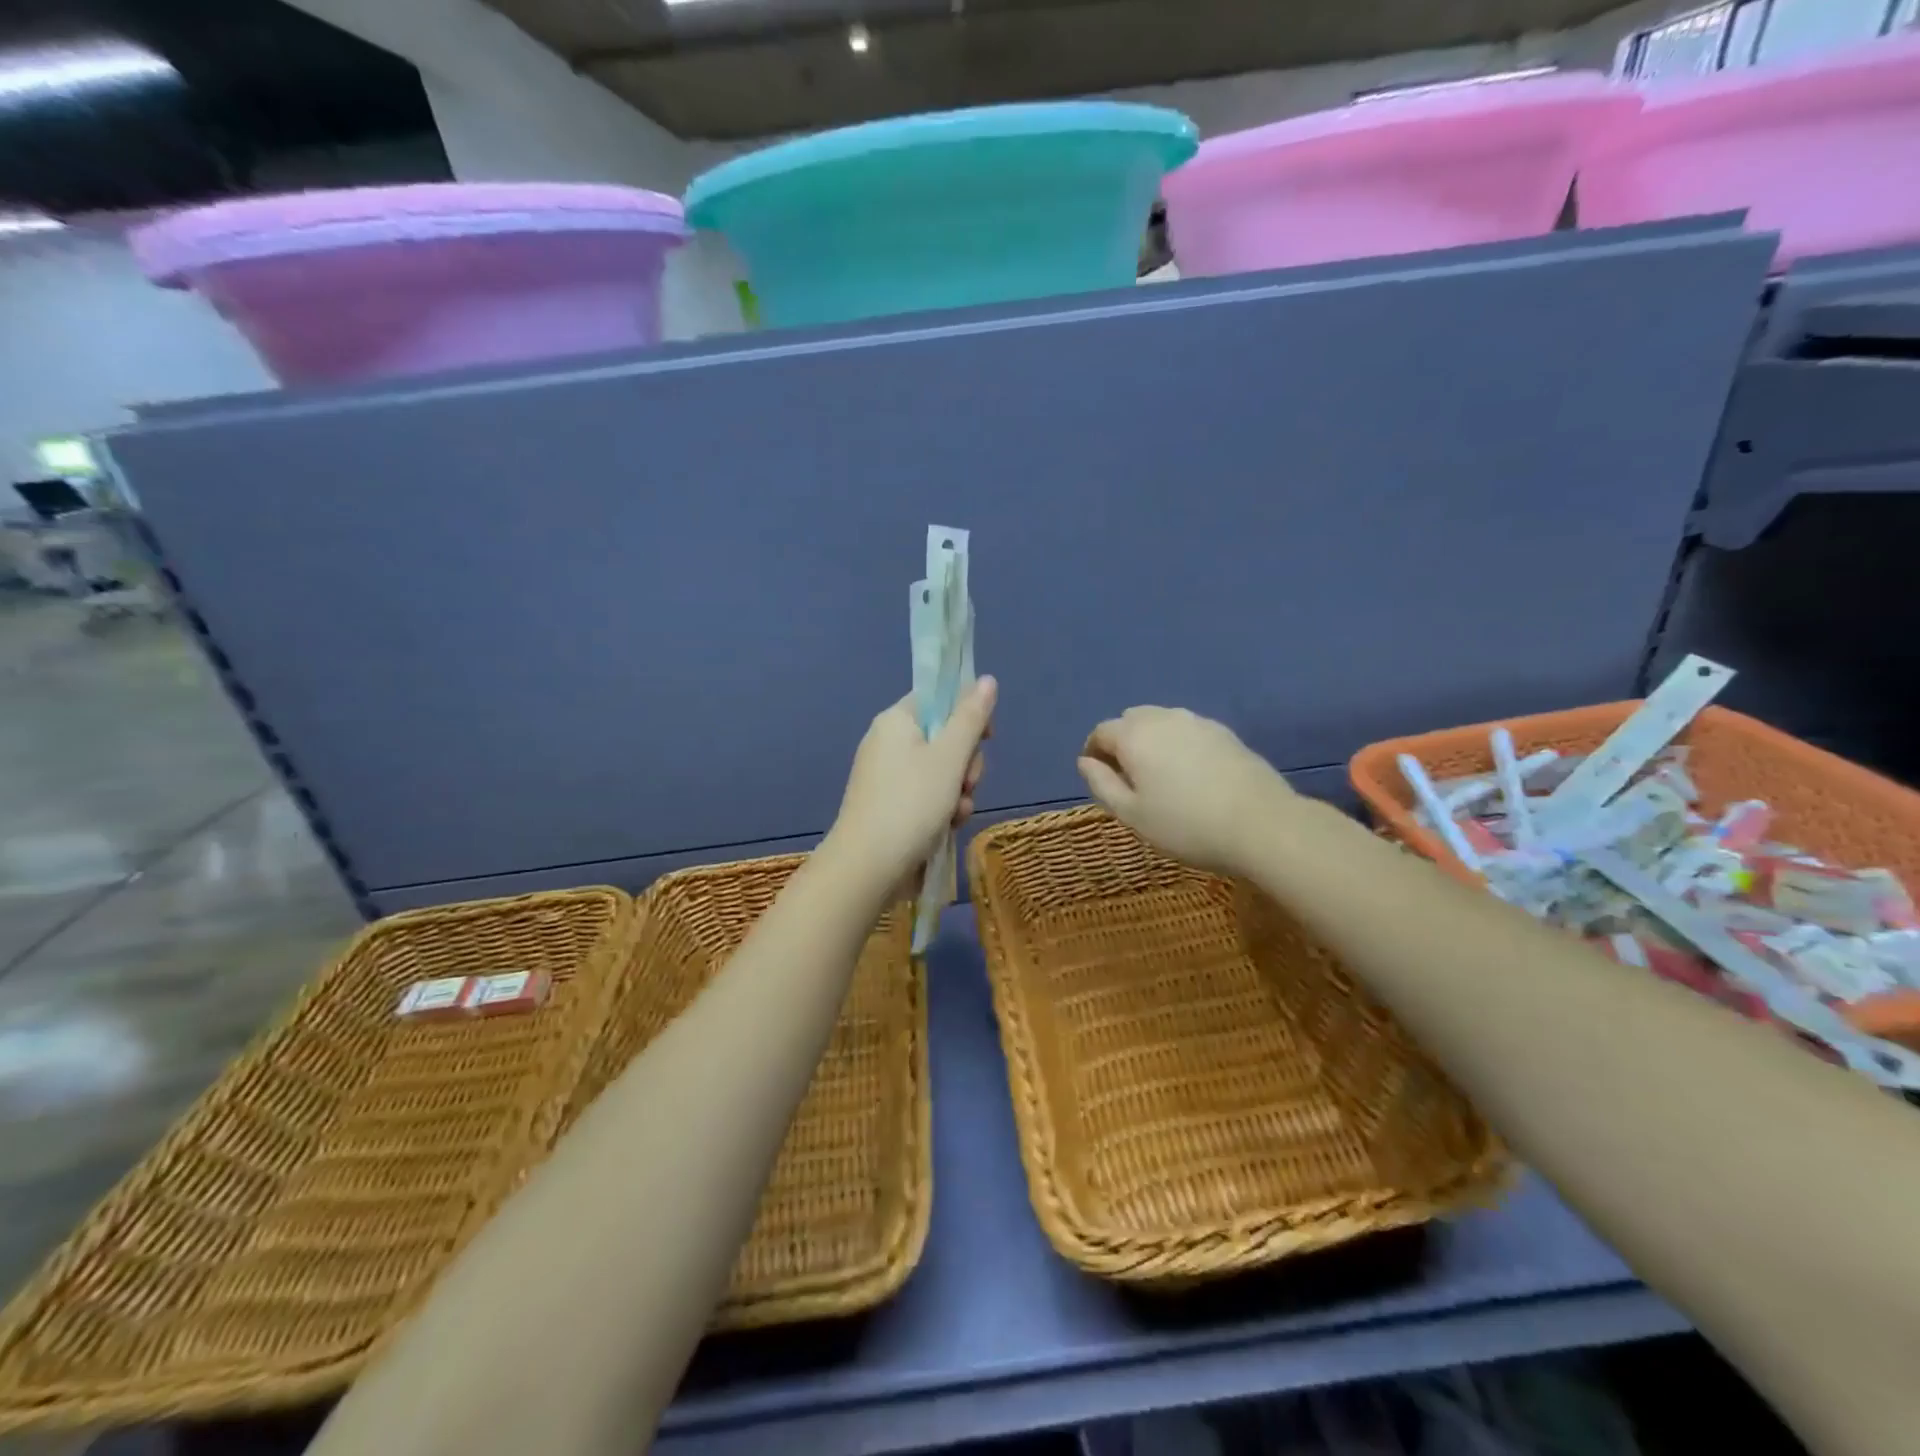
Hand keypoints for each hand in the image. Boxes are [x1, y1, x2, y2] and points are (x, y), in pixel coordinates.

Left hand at [825, 677, 996, 894]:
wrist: (868, 865)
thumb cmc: (912, 803)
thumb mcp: (950, 757)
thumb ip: (971, 717)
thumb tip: (986, 679)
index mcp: (896, 720)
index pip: (938, 699)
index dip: (967, 715)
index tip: (986, 738)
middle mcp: (887, 742)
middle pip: (943, 737)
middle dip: (965, 764)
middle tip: (967, 783)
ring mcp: (885, 776)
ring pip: (939, 771)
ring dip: (957, 791)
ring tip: (956, 814)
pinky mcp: (887, 804)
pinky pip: (924, 795)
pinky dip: (940, 808)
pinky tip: (946, 827)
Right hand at [1077, 706, 1295, 876]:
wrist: (1261, 824)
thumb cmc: (1185, 825)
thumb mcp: (1132, 814)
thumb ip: (1102, 784)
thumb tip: (1085, 761)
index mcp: (1134, 736)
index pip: (1101, 732)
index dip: (1094, 752)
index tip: (1099, 777)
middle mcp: (1163, 718)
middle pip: (1131, 720)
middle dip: (1122, 742)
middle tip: (1128, 778)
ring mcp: (1198, 722)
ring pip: (1161, 721)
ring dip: (1151, 740)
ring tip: (1160, 775)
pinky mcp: (1225, 732)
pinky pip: (1188, 730)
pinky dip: (1178, 744)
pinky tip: (1190, 774)